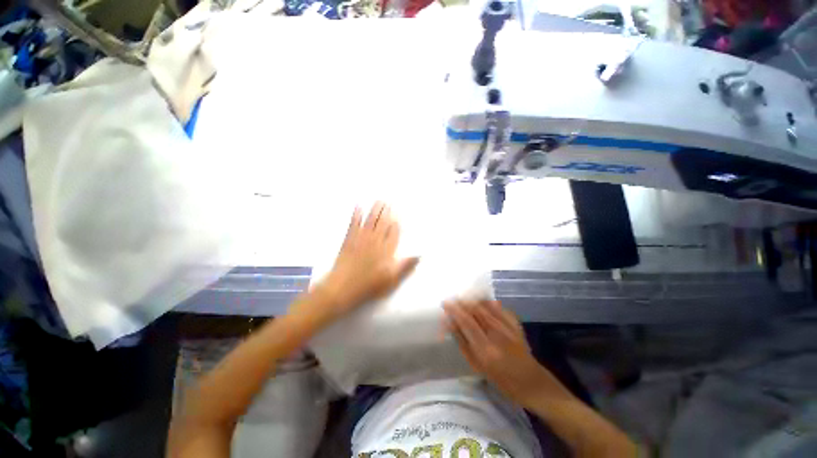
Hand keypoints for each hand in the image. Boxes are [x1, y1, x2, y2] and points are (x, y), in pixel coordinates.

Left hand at [311, 202, 418, 324]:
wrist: (342, 288)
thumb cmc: (369, 286)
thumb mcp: (391, 280)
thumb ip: (405, 266)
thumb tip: (419, 255)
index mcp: (386, 250)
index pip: (394, 232)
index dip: (396, 222)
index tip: (398, 213)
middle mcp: (375, 241)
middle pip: (383, 223)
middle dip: (386, 211)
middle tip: (389, 201)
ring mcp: (361, 239)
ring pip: (370, 220)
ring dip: (375, 209)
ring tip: (379, 200)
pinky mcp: (349, 240)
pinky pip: (354, 224)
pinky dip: (356, 214)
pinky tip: (358, 206)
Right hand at [444, 300, 563, 407]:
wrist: (532, 382)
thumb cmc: (501, 380)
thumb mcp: (477, 365)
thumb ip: (462, 342)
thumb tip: (450, 323)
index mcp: (486, 349)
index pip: (466, 321)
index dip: (454, 309)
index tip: (445, 303)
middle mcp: (497, 333)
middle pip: (476, 309)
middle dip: (461, 301)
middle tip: (453, 300)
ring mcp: (508, 326)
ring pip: (486, 305)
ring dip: (472, 299)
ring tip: (463, 298)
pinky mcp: (515, 323)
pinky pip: (498, 306)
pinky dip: (487, 301)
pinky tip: (481, 301)